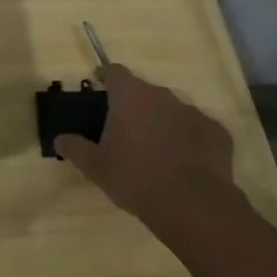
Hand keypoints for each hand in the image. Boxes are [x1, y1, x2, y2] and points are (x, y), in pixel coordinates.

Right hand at [54, 65, 235, 237]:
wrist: (192, 204)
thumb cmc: (135, 178)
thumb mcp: (96, 167)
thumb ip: (75, 148)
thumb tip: (59, 139)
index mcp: (130, 96)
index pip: (114, 72)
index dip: (105, 76)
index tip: (99, 84)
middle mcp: (162, 95)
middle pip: (144, 91)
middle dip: (134, 105)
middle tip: (125, 129)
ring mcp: (193, 112)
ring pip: (172, 110)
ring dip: (162, 122)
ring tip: (156, 149)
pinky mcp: (217, 132)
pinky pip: (198, 130)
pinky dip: (190, 140)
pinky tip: (185, 163)